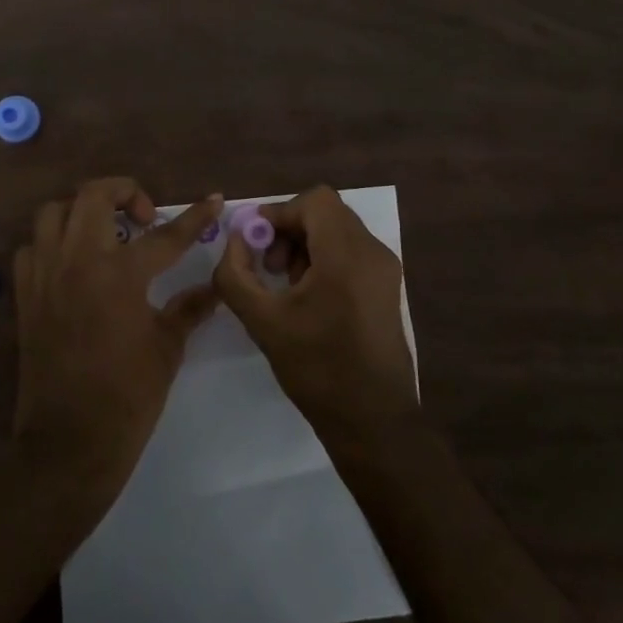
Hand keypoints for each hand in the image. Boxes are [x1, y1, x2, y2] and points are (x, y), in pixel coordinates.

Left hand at [11, 179, 223, 500]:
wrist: (69, 441)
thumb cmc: (127, 396)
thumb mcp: (168, 348)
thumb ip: (189, 308)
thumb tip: (216, 287)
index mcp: (120, 275)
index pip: (166, 235)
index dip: (195, 217)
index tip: (215, 199)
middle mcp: (78, 261)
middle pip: (94, 195)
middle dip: (125, 191)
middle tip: (144, 216)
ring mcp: (45, 275)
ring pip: (54, 212)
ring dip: (82, 211)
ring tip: (105, 232)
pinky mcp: (25, 294)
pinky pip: (32, 247)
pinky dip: (53, 243)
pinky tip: (72, 263)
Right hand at [214, 185, 416, 438]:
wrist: (372, 420)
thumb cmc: (317, 369)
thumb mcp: (262, 321)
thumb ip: (236, 275)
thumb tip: (235, 241)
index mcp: (347, 255)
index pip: (315, 201)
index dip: (279, 213)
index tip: (255, 241)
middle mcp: (373, 252)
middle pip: (326, 213)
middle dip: (290, 230)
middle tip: (268, 265)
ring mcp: (386, 269)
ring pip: (339, 231)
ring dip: (306, 244)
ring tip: (286, 284)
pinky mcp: (388, 287)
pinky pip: (352, 252)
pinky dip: (325, 258)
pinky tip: (308, 296)